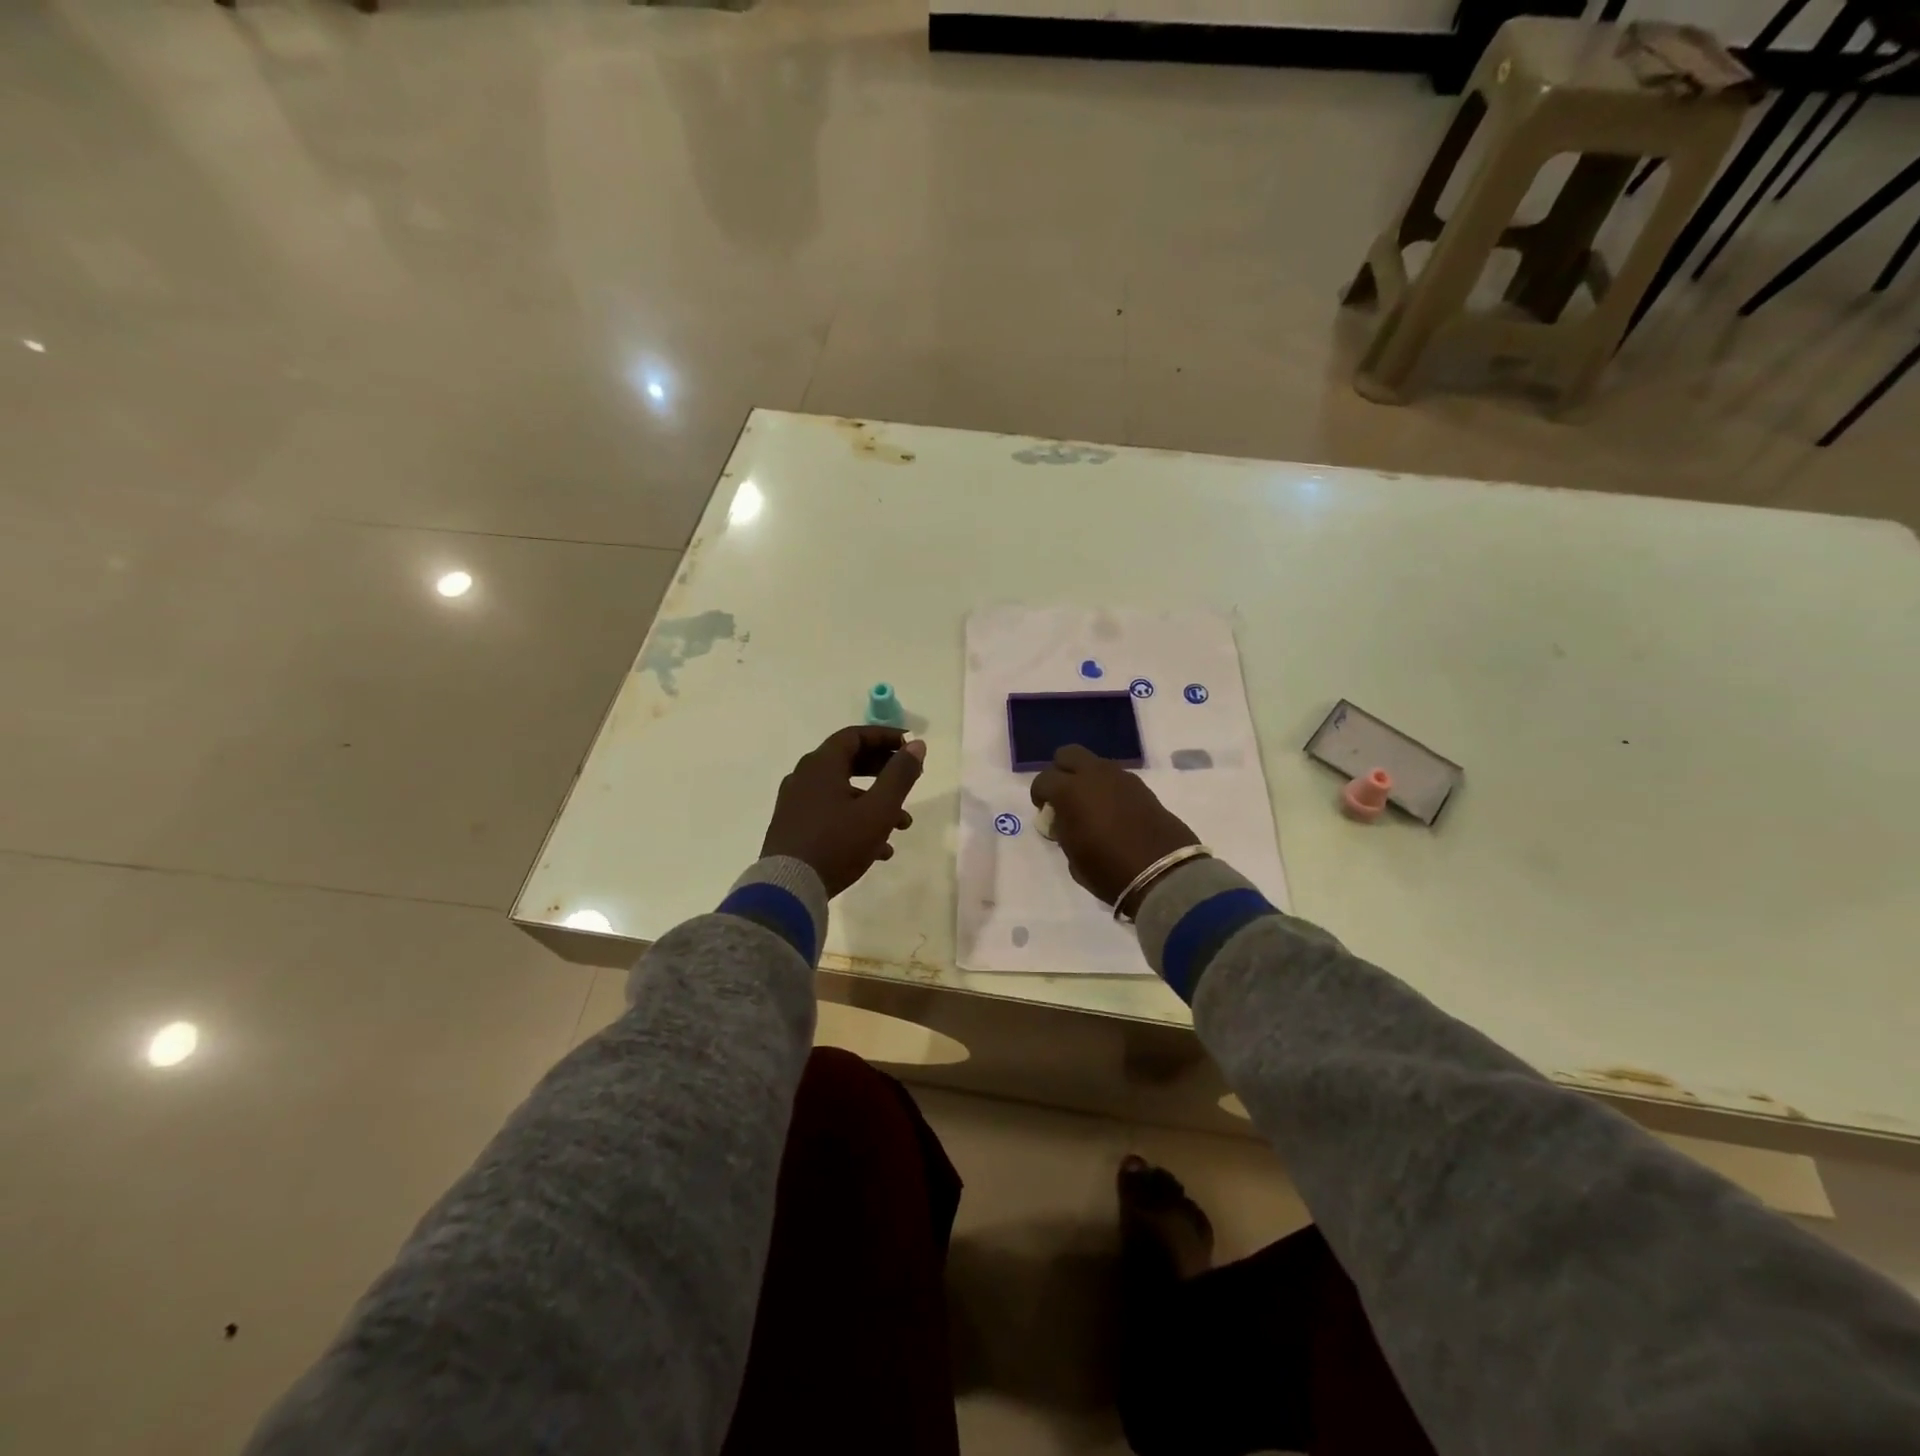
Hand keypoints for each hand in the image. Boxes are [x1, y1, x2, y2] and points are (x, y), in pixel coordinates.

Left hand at [761, 726, 926, 897]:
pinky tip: (879, 850)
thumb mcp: (878, 809)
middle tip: (909, 780)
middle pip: (849, 762)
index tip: (910, 747)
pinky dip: (856, 821)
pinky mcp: (794, 828)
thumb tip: (917, 745)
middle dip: (883, 771)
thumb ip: (900, 775)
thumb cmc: (838, 842)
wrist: (789, 888)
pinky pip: (830, 814)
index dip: (886, 737)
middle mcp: (804, 777)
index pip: (855, 736)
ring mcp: (796, 804)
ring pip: (842, 793)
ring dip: (874, 803)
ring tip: (902, 825)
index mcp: (821, 765)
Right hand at [1030, 745, 1199, 913]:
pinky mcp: (1142, 787)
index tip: (1044, 811)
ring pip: (1095, 763)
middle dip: (1061, 771)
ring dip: (1087, 778)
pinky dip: (1108, 787)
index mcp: (1070, 791)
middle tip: (1063, 796)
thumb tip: (1063, 820)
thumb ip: (1063, 831)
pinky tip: (1112, 811)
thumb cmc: (1109, 870)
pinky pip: (1116, 777)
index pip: (1043, 780)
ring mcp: (1121, 778)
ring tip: (1090, 805)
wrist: (1163, 874)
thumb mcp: (1073, 857)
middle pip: (1068, 754)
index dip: (1039, 794)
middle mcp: (1094, 775)